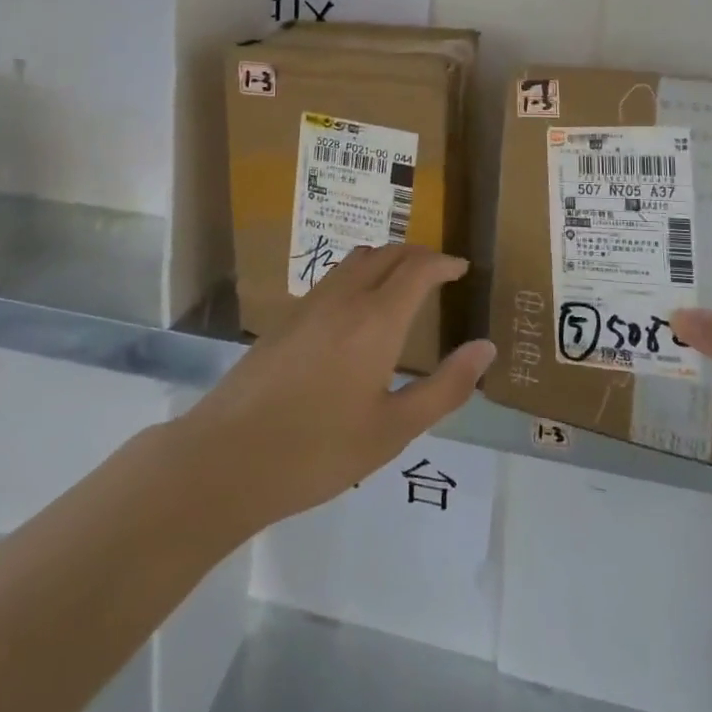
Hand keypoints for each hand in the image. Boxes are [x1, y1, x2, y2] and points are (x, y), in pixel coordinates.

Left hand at [176, 245, 496, 531]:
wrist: (226, 458)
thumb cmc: (318, 451)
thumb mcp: (393, 430)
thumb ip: (445, 387)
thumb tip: (485, 347)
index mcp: (376, 320)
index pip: (418, 268)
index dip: (444, 262)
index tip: (462, 269)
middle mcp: (343, 298)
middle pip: (387, 253)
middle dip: (418, 255)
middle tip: (439, 273)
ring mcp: (308, 304)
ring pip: (355, 260)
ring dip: (386, 260)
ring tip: (403, 285)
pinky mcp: (285, 318)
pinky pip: (332, 278)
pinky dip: (359, 275)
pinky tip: (358, 311)